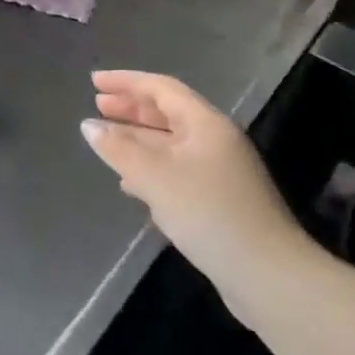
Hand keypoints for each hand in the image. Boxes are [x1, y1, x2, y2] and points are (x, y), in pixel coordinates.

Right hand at [81, 70, 312, 278]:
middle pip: (167, 113)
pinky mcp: (217, 200)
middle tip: (97, 105)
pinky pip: (175, 171)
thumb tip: (89, 126)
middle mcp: (214, 140)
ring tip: (106, 140)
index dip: (126, 81)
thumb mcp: (156, 177)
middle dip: (131, 108)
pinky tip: (129, 183)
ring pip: (170, 144)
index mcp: (206, 124)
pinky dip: (149, 169)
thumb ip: (119, 149)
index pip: (162, 88)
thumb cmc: (209, 213)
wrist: (266, 274)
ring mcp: (218, 171)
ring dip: (137, 139)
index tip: (94, 81)